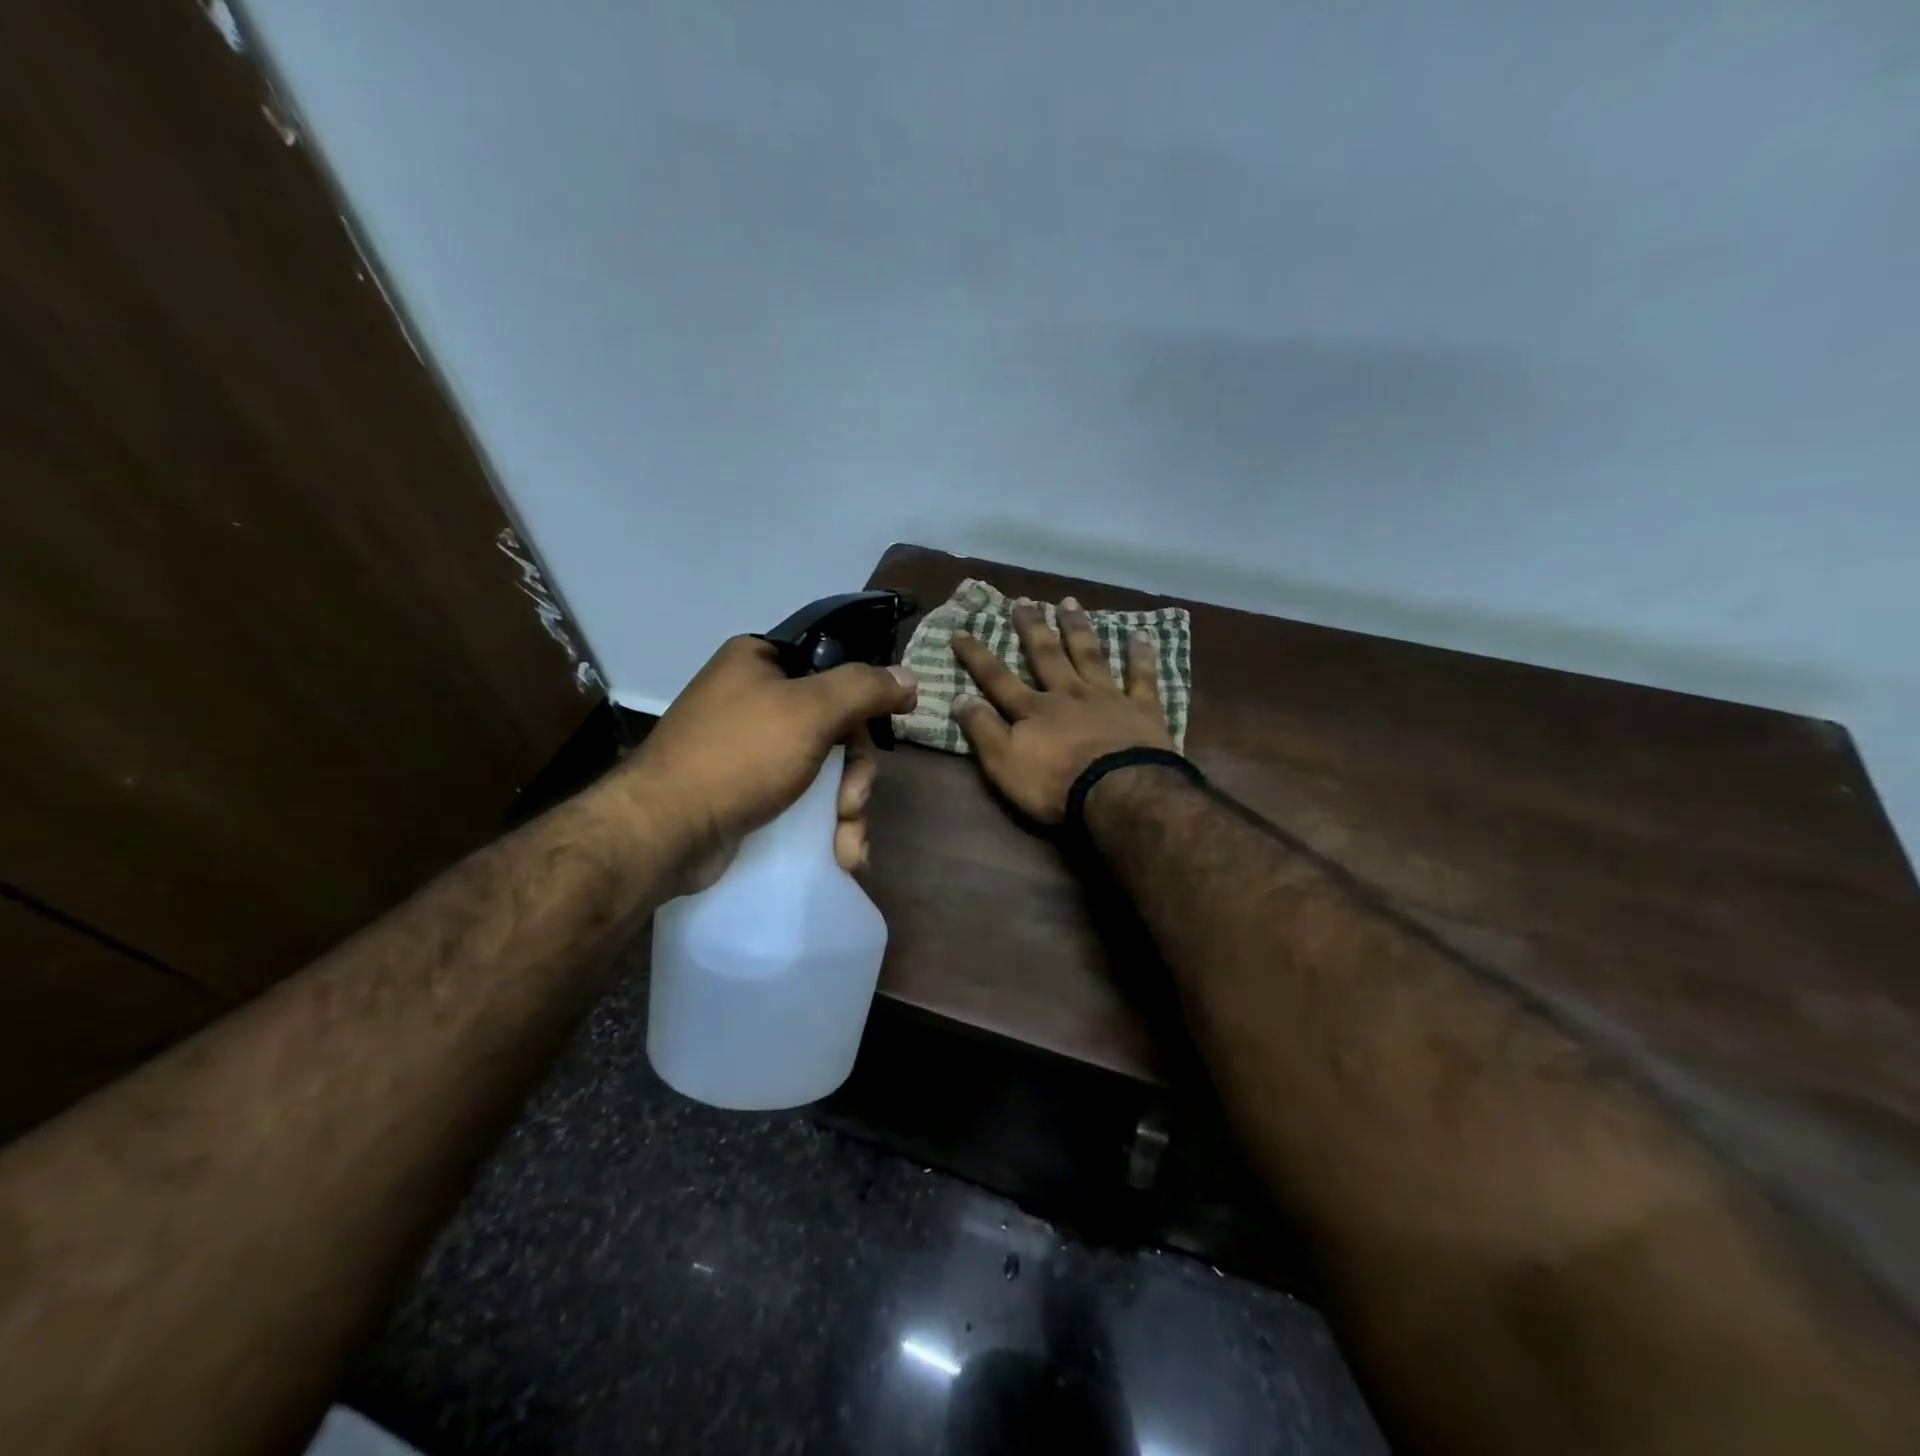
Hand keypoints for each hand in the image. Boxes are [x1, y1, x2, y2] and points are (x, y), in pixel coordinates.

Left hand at [619, 636, 917, 889]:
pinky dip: (825, 825)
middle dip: (855, 774)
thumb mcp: (810, 711)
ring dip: (846, 809)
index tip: (891, 724)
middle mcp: (755, 697)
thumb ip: (864, 688)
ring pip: (826, 769)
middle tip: (852, 803)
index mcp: (761, 661)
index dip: (867, 698)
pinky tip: (841, 856)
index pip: (835, 665)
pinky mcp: (749, 792)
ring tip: (847, 845)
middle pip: (838, 726)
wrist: (664, 832)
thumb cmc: (738, 756)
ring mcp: (751, 749)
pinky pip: (804, 797)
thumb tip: (910, 677)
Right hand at [952, 597, 1172, 823]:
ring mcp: (1107, 697)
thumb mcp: (1004, 763)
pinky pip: (1142, 677)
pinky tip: (1141, 635)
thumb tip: (959, 697)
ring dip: (1078, 628)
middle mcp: (1068, 694)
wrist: (1119, 793)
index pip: (998, 679)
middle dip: (1032, 628)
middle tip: (1024, 601)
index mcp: (1034, 710)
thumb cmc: (1056, 785)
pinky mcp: (1142, 709)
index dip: (977, 657)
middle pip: (1046, 655)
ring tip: (1069, 602)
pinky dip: (1141, 656)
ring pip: (1089, 655)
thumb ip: (982, 730)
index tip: (961, 631)